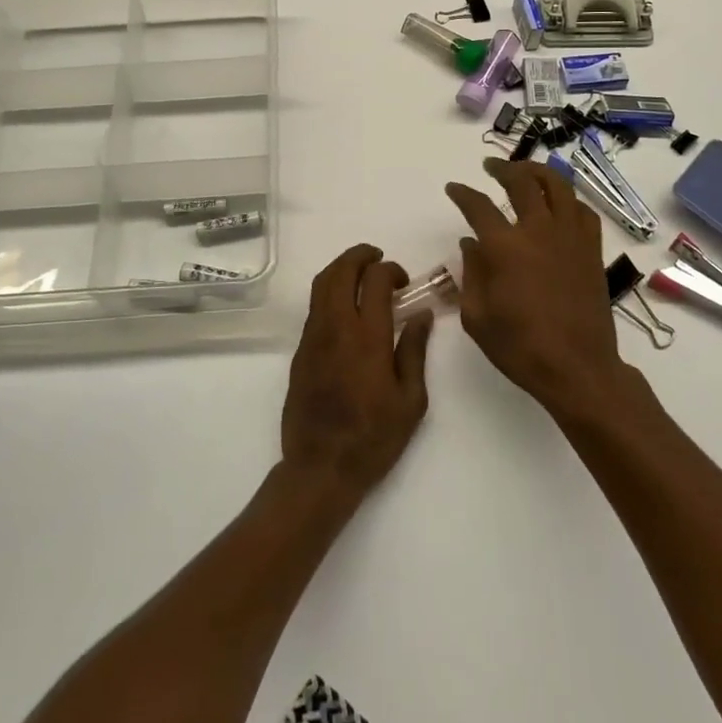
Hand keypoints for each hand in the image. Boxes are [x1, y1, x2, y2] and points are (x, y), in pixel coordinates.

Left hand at [281, 244, 432, 497]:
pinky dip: (330, 291)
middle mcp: (335, 328)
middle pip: (340, 272)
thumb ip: (414, 351)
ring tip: (361, 272)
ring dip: (341, 268)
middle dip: (360, 256)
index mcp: (367, 338)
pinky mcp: (300, 350)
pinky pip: (314, 306)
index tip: (403, 281)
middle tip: (377, 257)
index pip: (375, 281)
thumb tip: (421, 315)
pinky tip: (346, 306)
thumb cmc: (373, 438)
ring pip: (321, 284)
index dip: (390, 270)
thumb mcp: (410, 401)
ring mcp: (313, 337)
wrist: (320, 467)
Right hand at [445, 159, 631, 414]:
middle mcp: (538, 232)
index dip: (463, 194)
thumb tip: (470, 244)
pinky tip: (559, 204)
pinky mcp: (591, 250)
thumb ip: (471, 273)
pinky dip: (568, 199)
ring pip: (558, 187)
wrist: (578, 369)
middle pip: (522, 183)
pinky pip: (582, 211)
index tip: (454, 189)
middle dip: (502, 169)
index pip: (478, 206)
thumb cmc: (520, 347)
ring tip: (526, 172)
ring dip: (538, 172)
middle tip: (490, 167)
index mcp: (505, 248)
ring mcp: (570, 238)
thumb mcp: (477, 316)